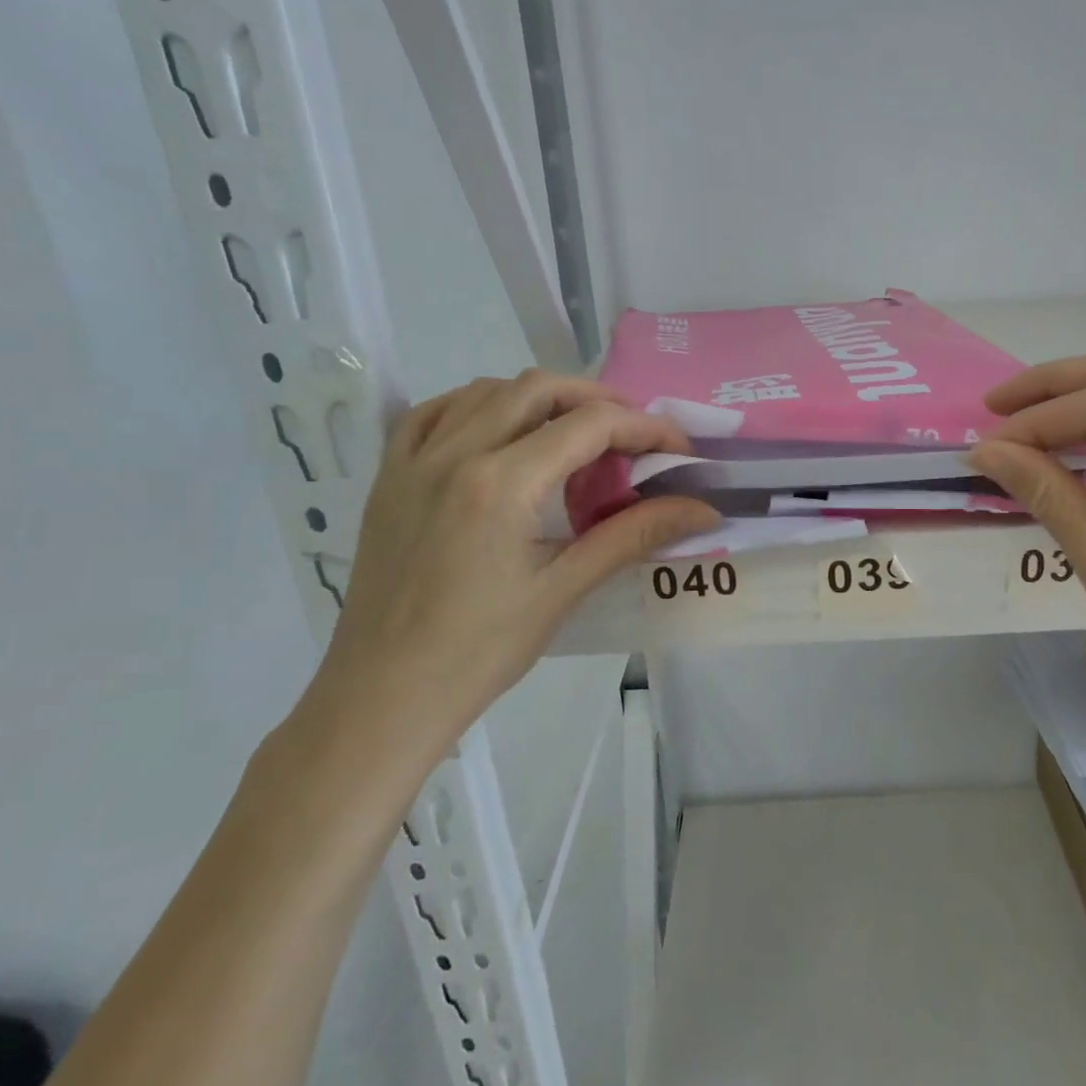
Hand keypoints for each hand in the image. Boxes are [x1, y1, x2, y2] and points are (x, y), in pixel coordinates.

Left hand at [298, 371, 719, 775]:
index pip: (589, 425)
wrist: (382, 697)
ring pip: (488, 390)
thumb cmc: (480, 651)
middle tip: (633, 436)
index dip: (645, 428)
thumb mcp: (565, 589)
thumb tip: (703, 509)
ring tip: (574, 434)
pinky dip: (480, 406)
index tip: (678, 449)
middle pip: (540, 389)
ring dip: (542, 399)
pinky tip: (501, 432)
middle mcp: (455, 452)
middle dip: (598, 400)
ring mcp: (414, 459)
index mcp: (501, 482)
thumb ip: (635, 535)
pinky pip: (436, 412)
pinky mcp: (390, 475)